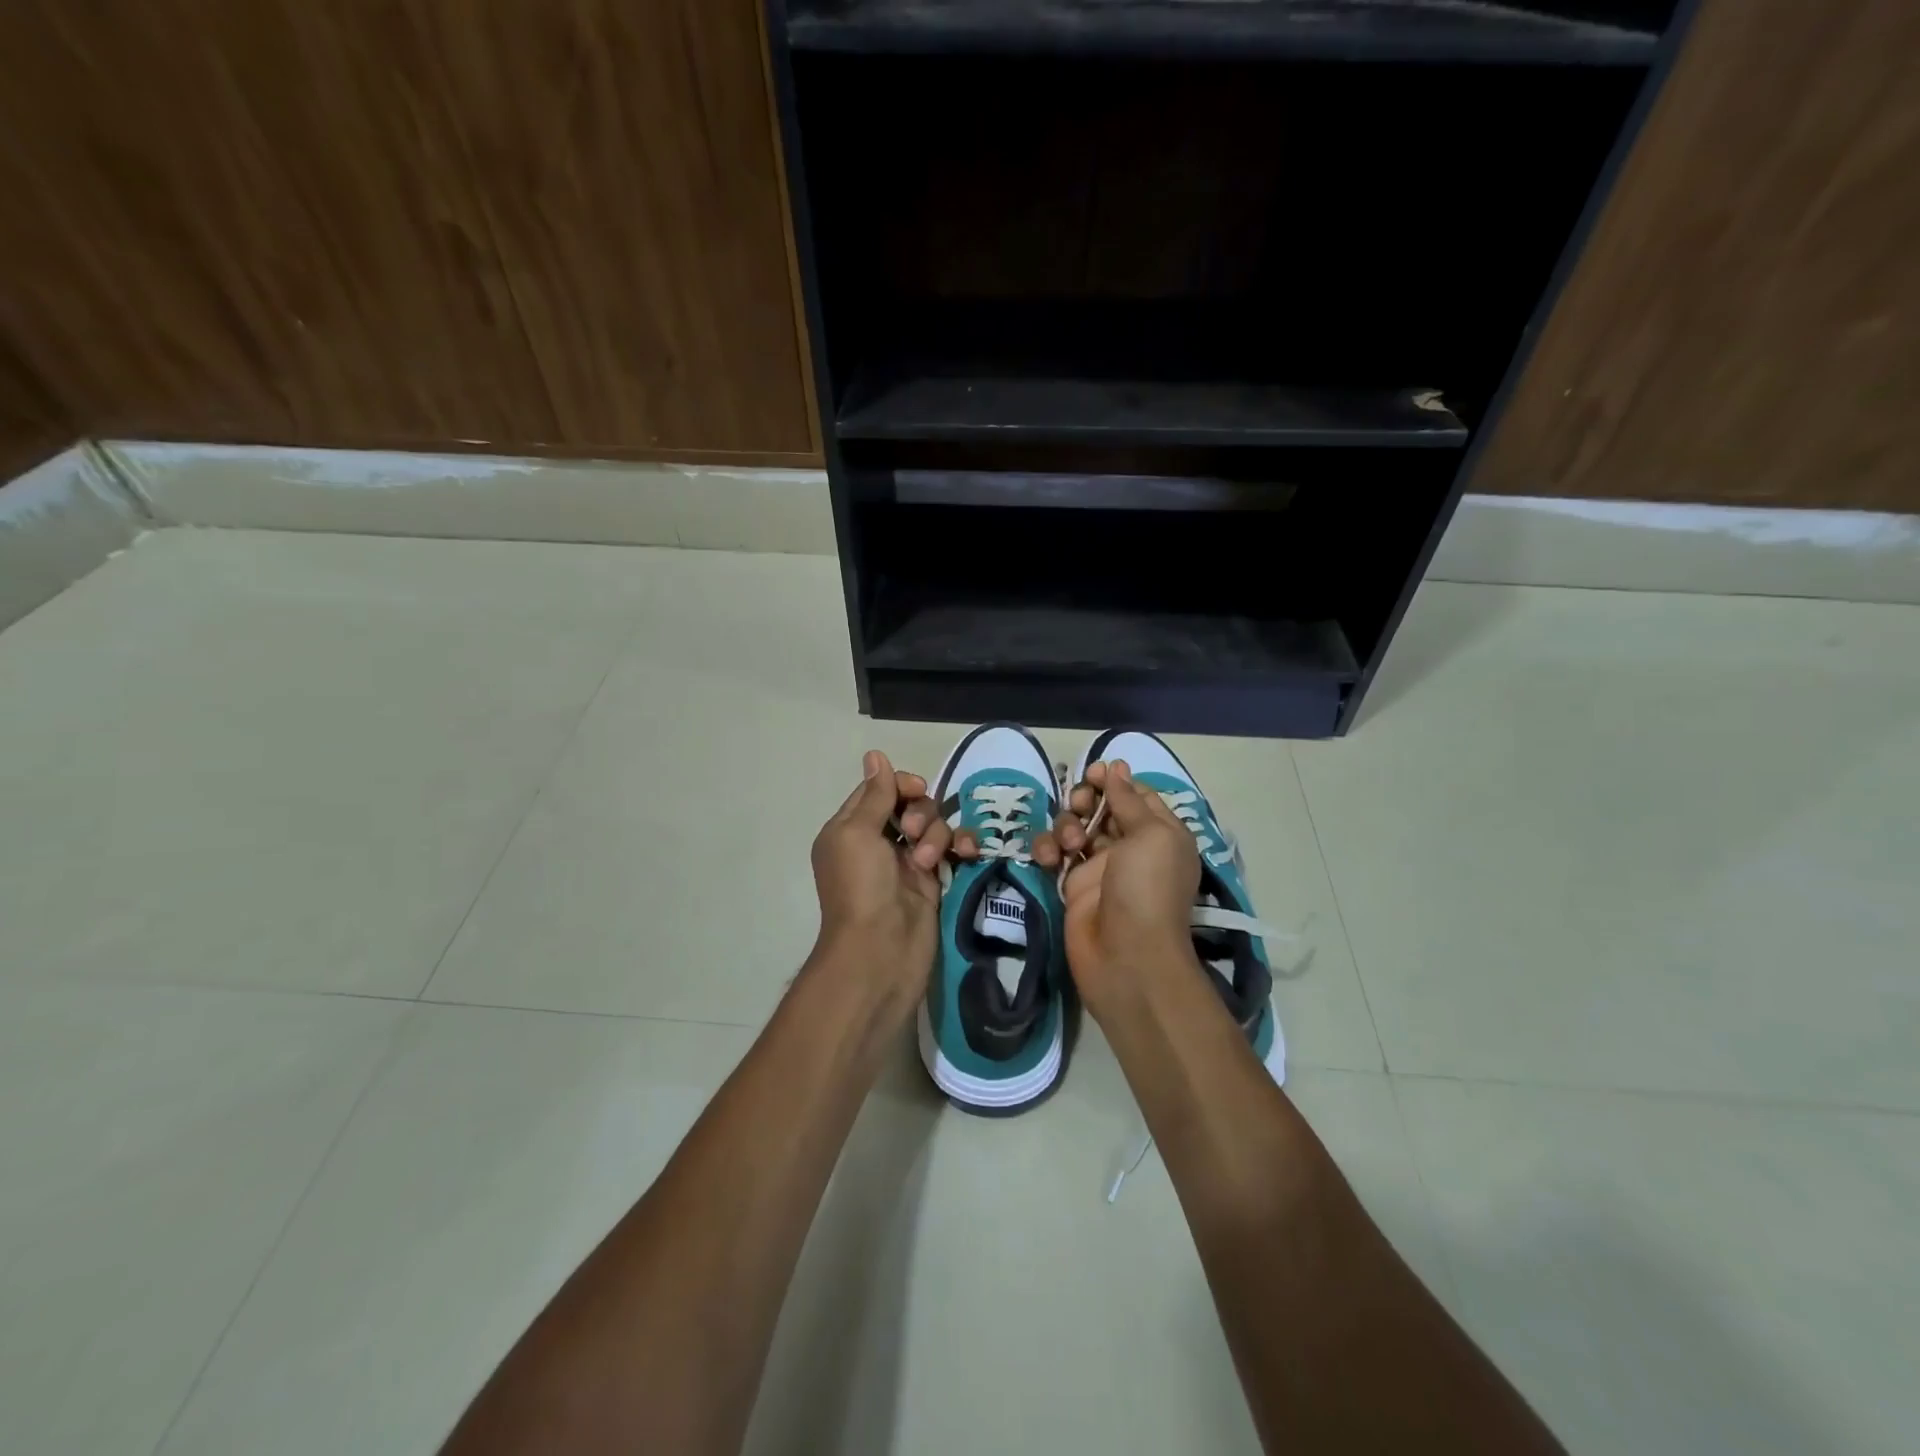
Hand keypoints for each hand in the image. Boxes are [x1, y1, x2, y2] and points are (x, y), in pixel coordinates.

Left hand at [808, 750, 950, 993]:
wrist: (881, 952)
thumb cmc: (860, 887)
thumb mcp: (857, 833)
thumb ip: (875, 795)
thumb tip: (875, 754)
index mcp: (851, 829)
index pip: (878, 790)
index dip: (899, 783)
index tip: (916, 788)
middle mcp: (878, 842)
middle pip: (910, 804)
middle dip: (920, 811)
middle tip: (913, 833)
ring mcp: (907, 862)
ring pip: (933, 825)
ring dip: (936, 834)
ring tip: (928, 860)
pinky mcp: (933, 881)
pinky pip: (951, 850)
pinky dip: (960, 847)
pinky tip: (967, 853)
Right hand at [1052, 760, 1201, 1017]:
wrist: (1126, 956)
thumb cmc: (1146, 888)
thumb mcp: (1151, 835)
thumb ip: (1129, 800)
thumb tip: (1117, 768)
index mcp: (1160, 833)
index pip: (1136, 795)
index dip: (1114, 780)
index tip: (1094, 772)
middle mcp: (1131, 847)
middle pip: (1101, 807)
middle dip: (1085, 799)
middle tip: (1080, 804)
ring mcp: (1099, 866)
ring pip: (1074, 827)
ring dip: (1067, 825)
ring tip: (1071, 845)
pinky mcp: (1071, 884)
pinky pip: (1055, 854)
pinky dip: (1048, 849)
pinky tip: (1048, 859)